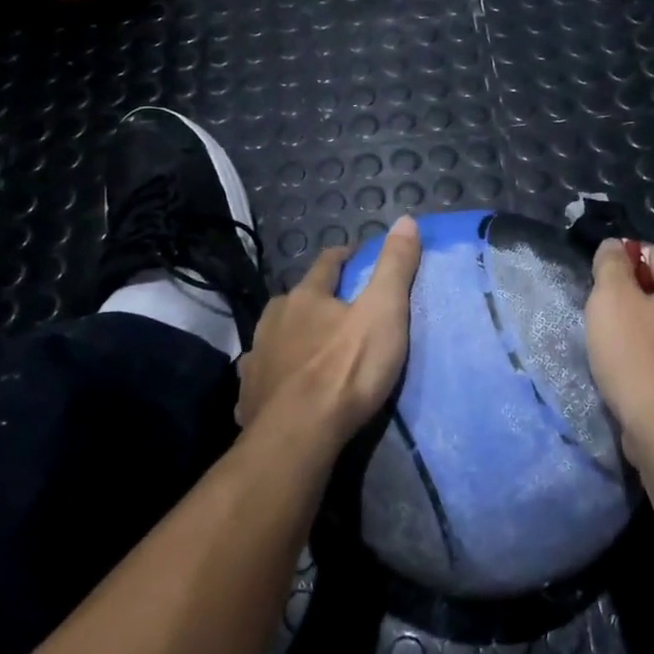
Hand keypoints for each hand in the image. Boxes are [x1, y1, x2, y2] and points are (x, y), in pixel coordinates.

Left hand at [236, 215, 423, 442]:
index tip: (358, 256)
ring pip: (275, 335)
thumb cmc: (346, 368)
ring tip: (311, 346)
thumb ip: (395, 267)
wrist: (299, 434)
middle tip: (339, 310)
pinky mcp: (249, 394)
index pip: (327, 263)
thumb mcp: (383, 312)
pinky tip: (281, 384)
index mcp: (306, 296)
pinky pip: (262, 374)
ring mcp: (256, 357)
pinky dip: (274, 372)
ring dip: (292, 335)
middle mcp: (274, 319)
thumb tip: (405, 219)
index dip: (345, 256)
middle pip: (297, 298)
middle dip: (316, 299)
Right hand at [585, 240, 653, 465]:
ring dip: (641, 331)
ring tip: (615, 350)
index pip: (653, 256)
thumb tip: (614, 247)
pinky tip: (634, 373)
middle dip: (630, 301)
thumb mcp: (611, 299)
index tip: (597, 288)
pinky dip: (653, 358)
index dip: (620, 266)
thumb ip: (610, 265)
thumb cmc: (638, 358)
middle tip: (603, 321)